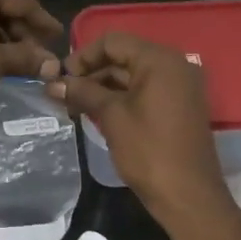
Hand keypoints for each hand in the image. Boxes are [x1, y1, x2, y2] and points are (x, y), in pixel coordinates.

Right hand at [47, 32, 230, 221]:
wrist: (189, 197)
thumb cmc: (149, 151)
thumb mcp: (111, 116)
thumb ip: (82, 92)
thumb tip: (52, 83)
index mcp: (160, 60)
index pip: (113, 42)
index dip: (83, 56)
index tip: (61, 78)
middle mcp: (174, 65)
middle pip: (124, 56)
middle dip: (92, 73)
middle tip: (64, 94)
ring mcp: (180, 86)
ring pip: (133, 75)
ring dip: (103, 86)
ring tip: (75, 106)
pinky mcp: (179, 106)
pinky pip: (145, 90)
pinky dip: (121, 97)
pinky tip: (97, 113)